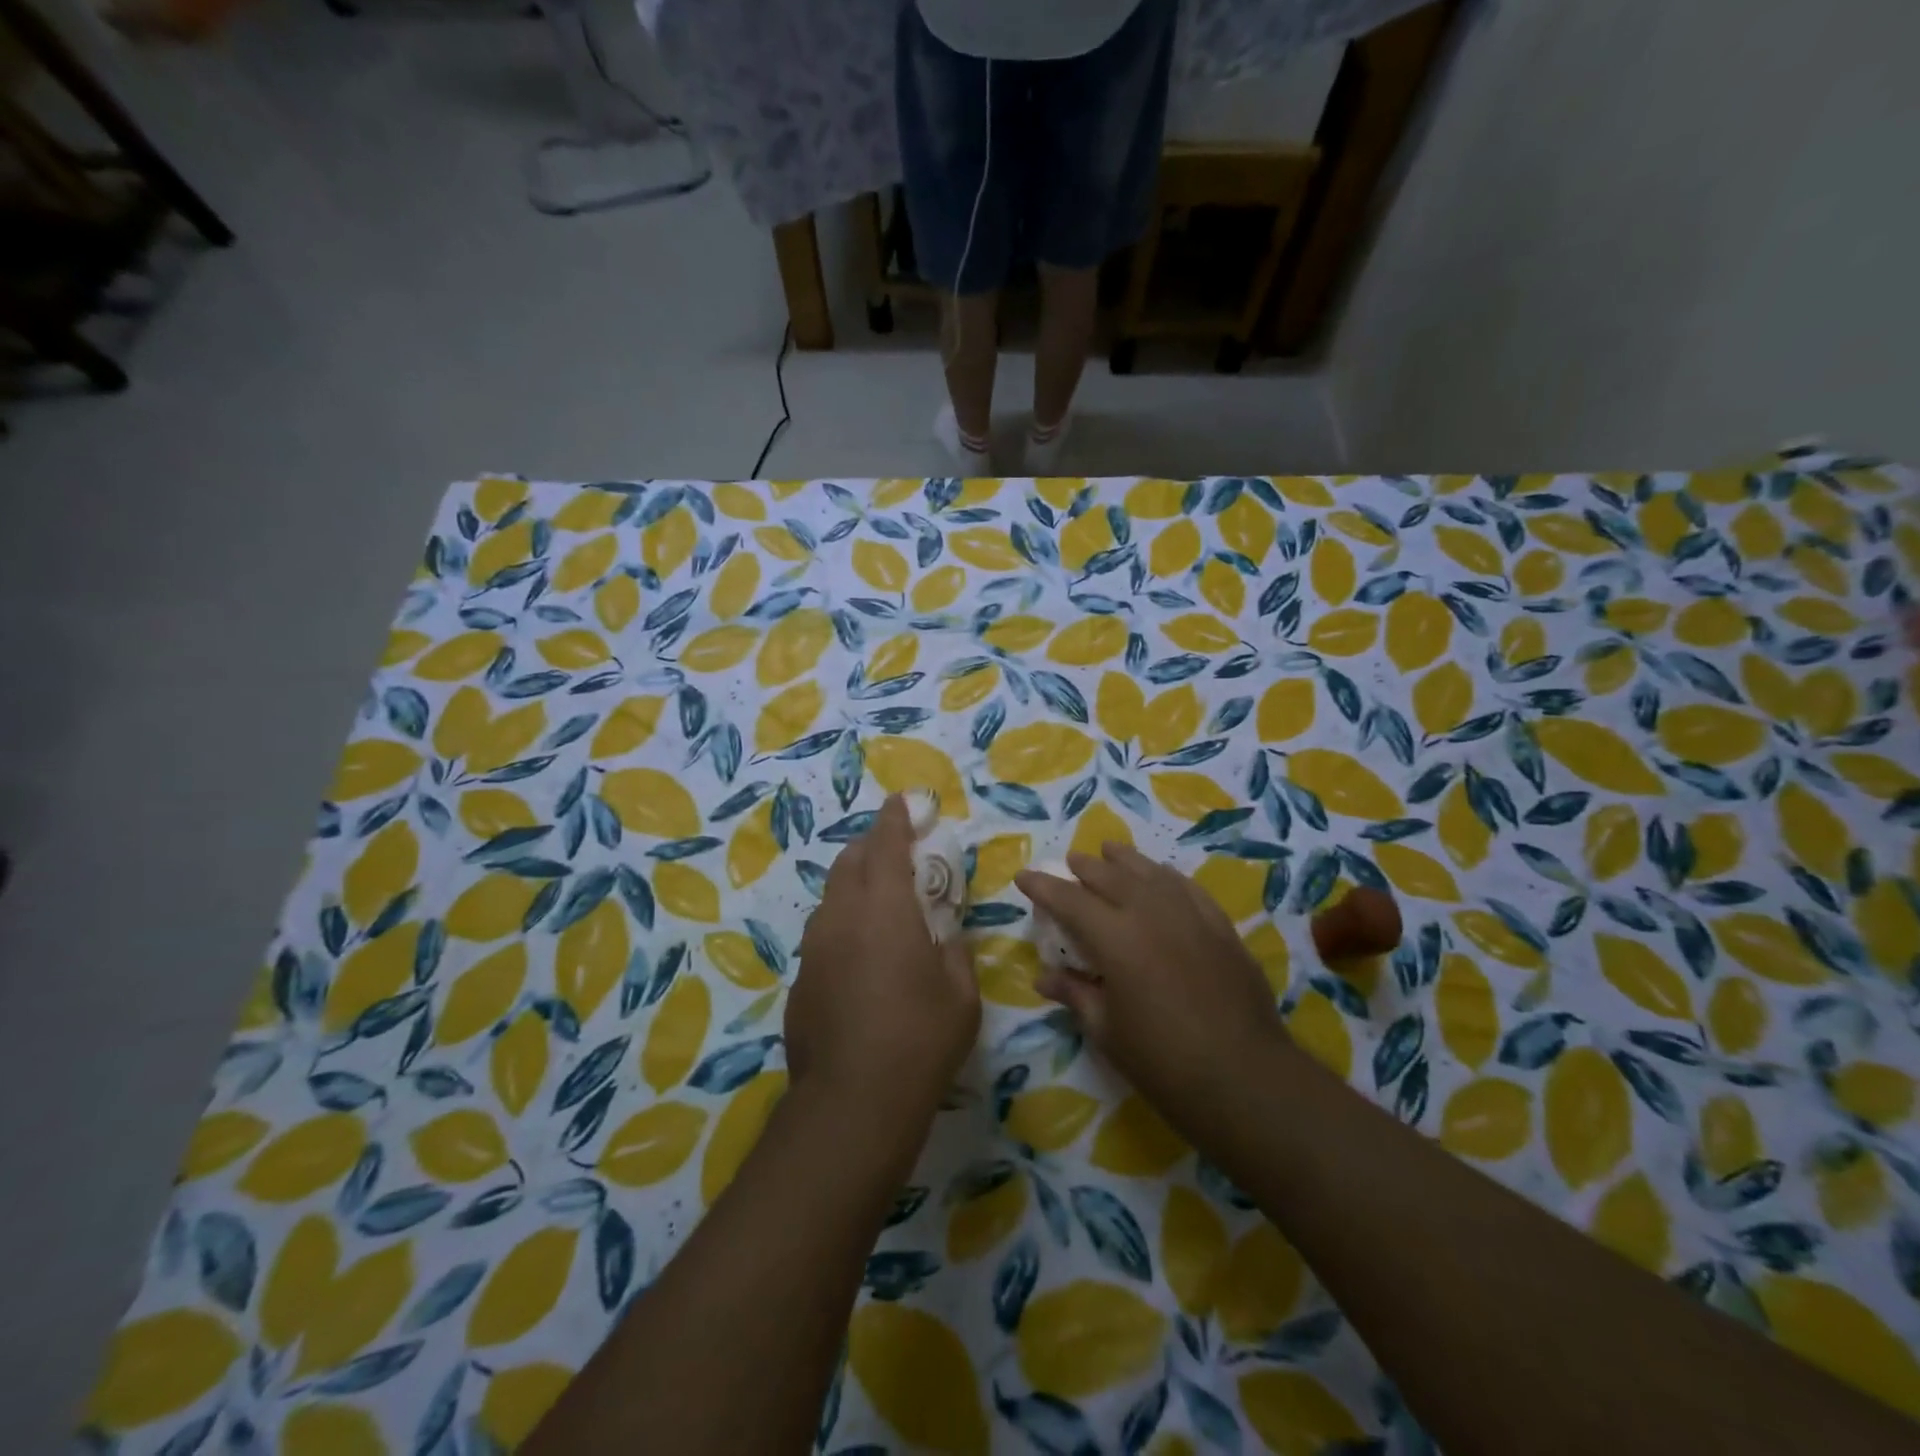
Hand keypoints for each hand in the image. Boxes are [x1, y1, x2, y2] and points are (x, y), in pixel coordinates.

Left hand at [788, 795, 980, 1132]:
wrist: (852, 1102)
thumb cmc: (920, 1039)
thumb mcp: (961, 994)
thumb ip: (954, 951)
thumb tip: (946, 935)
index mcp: (886, 908)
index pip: (887, 844)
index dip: (894, 818)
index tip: (900, 802)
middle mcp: (843, 915)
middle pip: (851, 860)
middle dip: (871, 846)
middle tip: (895, 852)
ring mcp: (815, 947)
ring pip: (832, 897)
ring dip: (854, 885)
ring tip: (878, 904)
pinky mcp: (801, 978)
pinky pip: (823, 934)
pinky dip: (843, 925)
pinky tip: (859, 957)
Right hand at [1015, 845, 1285, 1127]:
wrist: (1245, 1078)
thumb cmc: (1163, 1062)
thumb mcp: (1107, 1032)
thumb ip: (1076, 994)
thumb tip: (1044, 977)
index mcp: (1115, 938)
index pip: (1069, 899)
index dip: (1043, 886)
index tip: (1024, 876)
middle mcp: (1150, 913)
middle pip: (1110, 876)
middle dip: (1085, 867)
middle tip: (1070, 862)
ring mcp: (1190, 915)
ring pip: (1151, 872)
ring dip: (1125, 860)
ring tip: (1110, 851)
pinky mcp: (1220, 927)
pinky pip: (1188, 888)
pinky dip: (1167, 877)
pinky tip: (1162, 876)